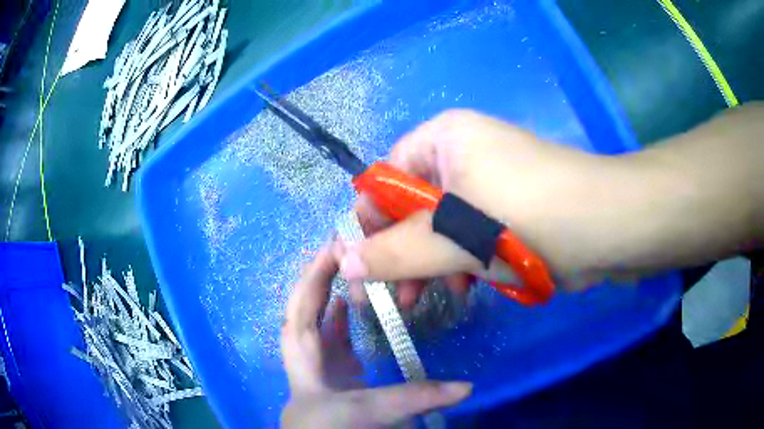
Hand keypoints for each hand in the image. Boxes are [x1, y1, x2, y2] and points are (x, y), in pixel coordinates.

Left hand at [280, 246, 471, 428]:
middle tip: (354, 250)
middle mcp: (308, 351)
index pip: (303, 302)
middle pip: (310, 303)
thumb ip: (411, 398)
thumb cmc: (326, 427)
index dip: (315, 271)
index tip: (336, 243)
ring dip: (338, 294)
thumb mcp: (362, 411)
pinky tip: (365, 312)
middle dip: (325, 275)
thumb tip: (467, 386)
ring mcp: (322, 363)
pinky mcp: (338, 373)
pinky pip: (340, 337)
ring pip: (325, 318)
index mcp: (302, 351)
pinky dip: (348, 320)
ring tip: (363, 272)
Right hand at [337, 109, 623, 304]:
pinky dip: (462, 261)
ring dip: (431, 263)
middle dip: (402, 251)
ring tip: (425, 299)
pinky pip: (471, 234)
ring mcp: (490, 183)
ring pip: (443, 225)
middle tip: (393, 295)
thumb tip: (345, 263)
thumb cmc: (523, 219)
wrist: (604, 227)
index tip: (366, 263)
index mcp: (443, 140)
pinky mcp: (510, 210)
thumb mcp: (451, 238)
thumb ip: (394, 253)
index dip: (373, 220)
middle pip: (415, 204)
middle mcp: (464, 154)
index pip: (387, 176)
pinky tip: (464, 288)